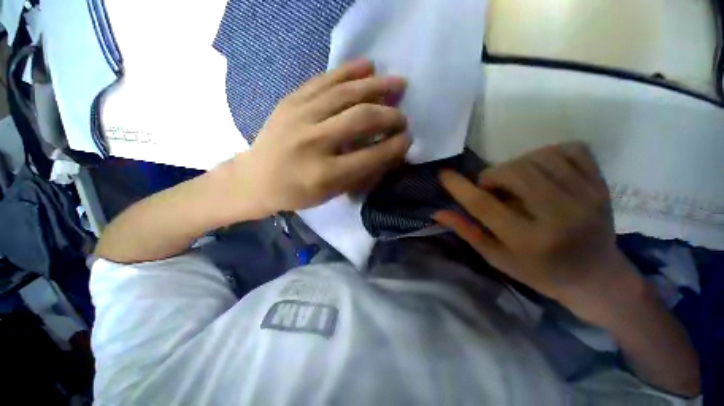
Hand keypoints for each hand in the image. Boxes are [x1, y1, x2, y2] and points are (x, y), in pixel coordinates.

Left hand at [236, 60, 411, 214]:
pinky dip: (349, 71)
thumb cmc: (297, 193)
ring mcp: (298, 117)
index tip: (408, 139)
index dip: (394, 146)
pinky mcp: (290, 101)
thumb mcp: (331, 194)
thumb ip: (361, 175)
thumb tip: (389, 154)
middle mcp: (313, 143)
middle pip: (360, 119)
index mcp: (324, 174)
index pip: (370, 156)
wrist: (256, 179)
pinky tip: (368, 66)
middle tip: (402, 116)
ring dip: (377, 86)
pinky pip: (324, 80)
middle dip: (389, 116)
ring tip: (398, 82)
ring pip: (345, 93)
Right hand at [437, 143, 640, 321]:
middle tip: (491, 187)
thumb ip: (467, 231)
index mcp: (528, 242)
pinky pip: (571, 149)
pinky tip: (543, 169)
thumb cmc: (539, 272)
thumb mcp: (497, 258)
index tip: (443, 174)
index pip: (483, 206)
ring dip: (517, 163)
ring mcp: (587, 198)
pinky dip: (549, 153)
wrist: (597, 277)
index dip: (459, 187)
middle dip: (492, 174)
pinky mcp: (602, 185)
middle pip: (514, 173)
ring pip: (539, 156)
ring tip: (516, 180)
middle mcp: (559, 217)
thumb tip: (437, 212)